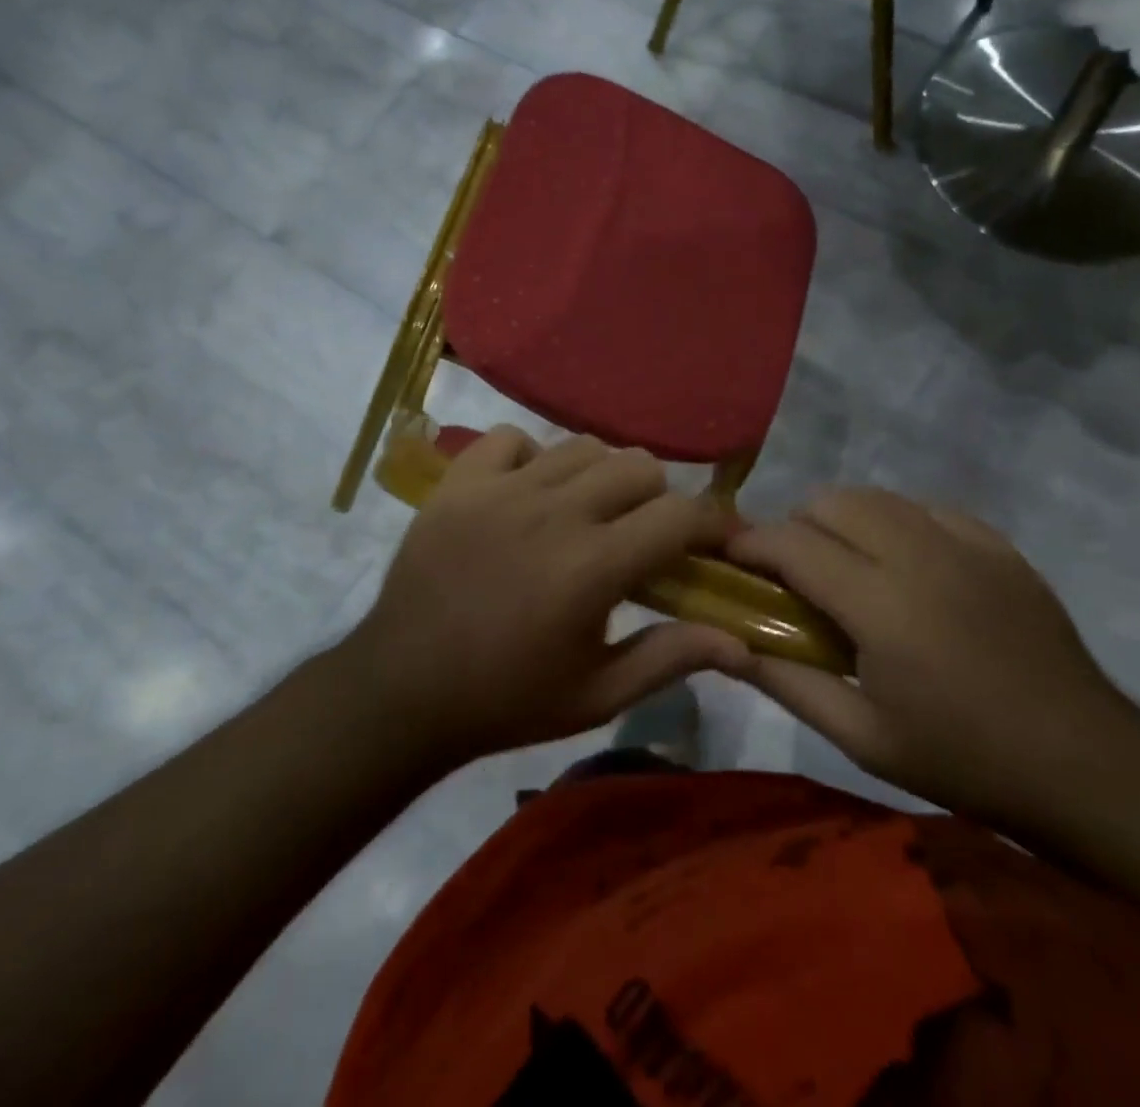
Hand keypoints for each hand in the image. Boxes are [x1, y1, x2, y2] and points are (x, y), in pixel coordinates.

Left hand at [338, 427, 753, 768]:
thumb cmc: (506, 700)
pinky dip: (531, 458)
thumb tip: (739, 642)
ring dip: (600, 477)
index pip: (680, 515)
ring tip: (587, 513)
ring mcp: (501, 490)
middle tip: (641, 537)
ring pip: (581, 446)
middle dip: (656, 499)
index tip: (720, 538)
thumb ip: (669, 658)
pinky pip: (510, 438)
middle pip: (638, 465)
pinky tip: (527, 494)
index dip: (713, 522)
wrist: (400, 691)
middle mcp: (553, 512)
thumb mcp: (596, 695)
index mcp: (592, 566)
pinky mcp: (459, 482)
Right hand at [727, 488, 1139, 834]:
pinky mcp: (997, 544)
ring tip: (844, 566)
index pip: (793, 543)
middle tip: (793, 574)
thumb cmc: (961, 758)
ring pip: (877, 496)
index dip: (750, 543)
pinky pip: (925, 508)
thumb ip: (787, 683)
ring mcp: (965, 541)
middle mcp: (919, 554)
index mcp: (881, 604)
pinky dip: (895, 523)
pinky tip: (903, 566)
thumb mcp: (862, 738)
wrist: (1083, 763)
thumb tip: (726, 648)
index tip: (731, 560)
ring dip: (842, 519)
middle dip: (796, 525)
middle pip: (832, 501)